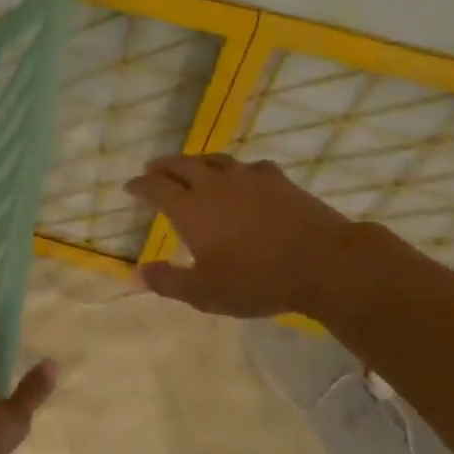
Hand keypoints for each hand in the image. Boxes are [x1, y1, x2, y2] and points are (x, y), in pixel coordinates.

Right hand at [125, 153, 357, 317]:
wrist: (324, 262)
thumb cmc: (257, 280)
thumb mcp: (205, 292)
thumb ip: (168, 281)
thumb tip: (138, 273)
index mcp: (191, 209)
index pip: (156, 188)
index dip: (140, 186)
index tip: (130, 188)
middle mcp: (215, 185)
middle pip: (181, 165)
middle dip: (162, 167)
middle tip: (153, 170)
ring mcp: (249, 178)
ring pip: (214, 160)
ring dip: (195, 162)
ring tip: (189, 167)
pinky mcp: (278, 180)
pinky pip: (248, 167)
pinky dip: (235, 170)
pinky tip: (241, 177)